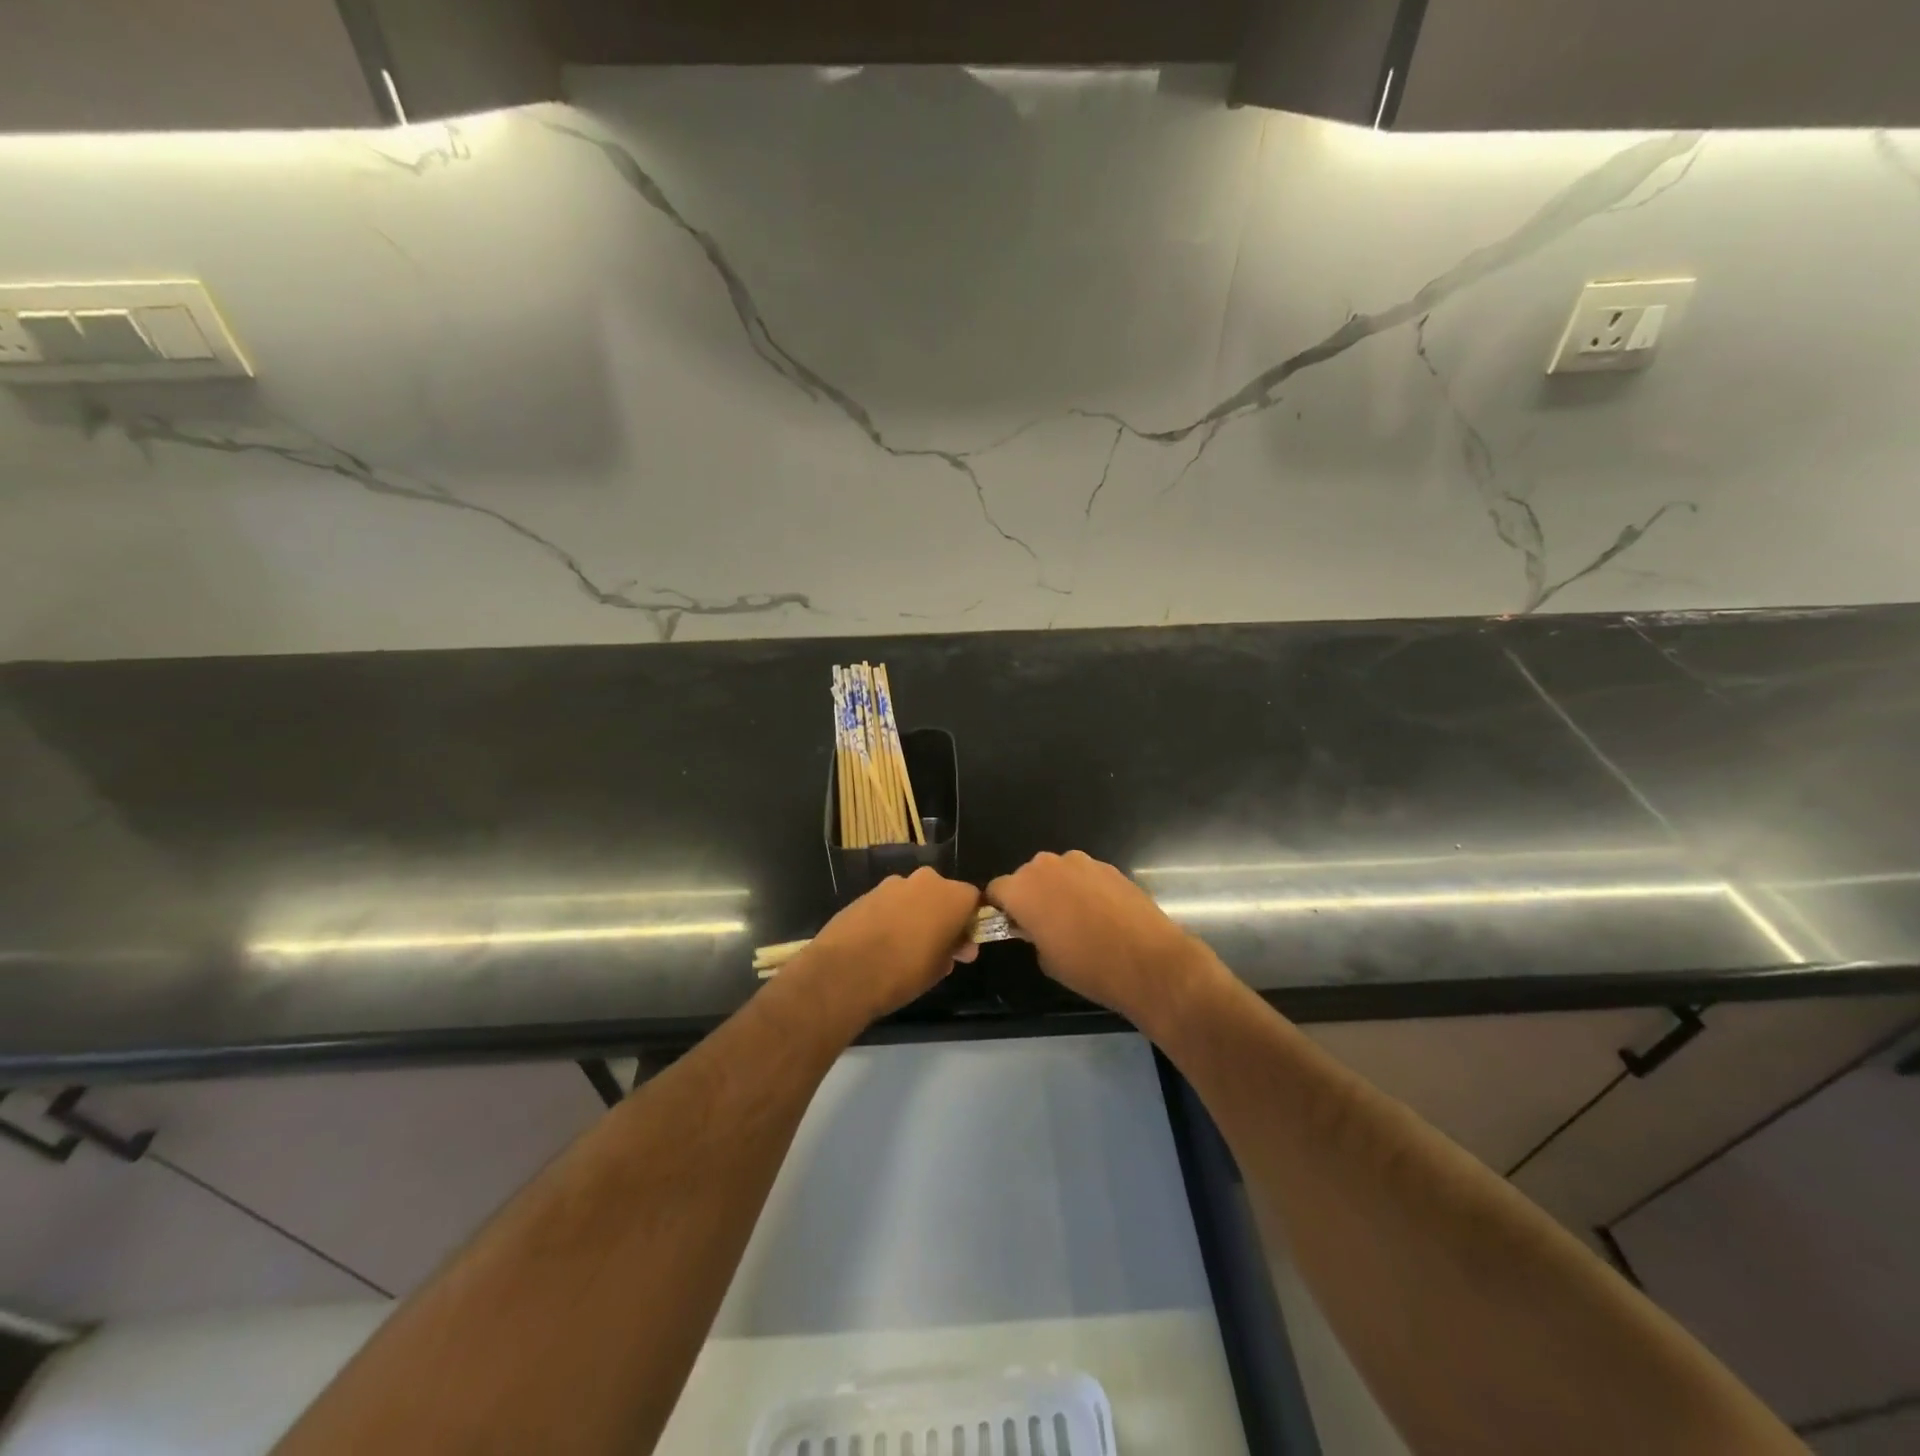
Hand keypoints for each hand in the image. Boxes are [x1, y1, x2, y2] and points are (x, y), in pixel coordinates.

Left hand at [789, 868, 981, 1023]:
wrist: (845, 972)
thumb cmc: (904, 972)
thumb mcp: (939, 969)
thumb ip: (953, 950)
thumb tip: (959, 947)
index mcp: (951, 896)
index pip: (973, 900)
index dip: (969, 921)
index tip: (962, 944)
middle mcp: (925, 881)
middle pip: (942, 893)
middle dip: (941, 914)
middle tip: (935, 944)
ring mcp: (893, 884)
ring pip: (913, 895)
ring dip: (914, 913)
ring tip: (903, 945)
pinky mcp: (867, 892)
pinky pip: (889, 902)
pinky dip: (890, 915)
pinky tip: (880, 941)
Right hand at [988, 850, 1218, 1029]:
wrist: (1148, 960)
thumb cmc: (1088, 966)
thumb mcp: (1046, 959)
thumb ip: (1031, 934)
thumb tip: (1035, 926)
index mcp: (1022, 889)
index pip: (996, 890)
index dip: (1000, 909)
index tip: (1010, 927)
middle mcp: (1047, 865)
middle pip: (1026, 876)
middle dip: (1030, 896)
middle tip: (1044, 925)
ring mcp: (1080, 862)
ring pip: (1057, 873)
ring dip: (1058, 889)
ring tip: (1077, 919)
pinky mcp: (1108, 866)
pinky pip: (1084, 875)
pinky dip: (1085, 889)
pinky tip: (1101, 914)